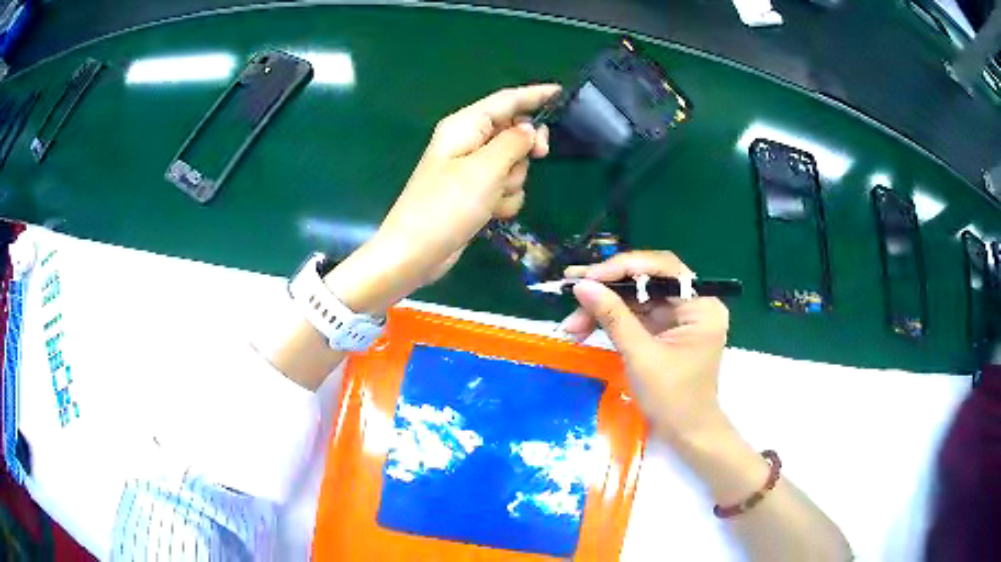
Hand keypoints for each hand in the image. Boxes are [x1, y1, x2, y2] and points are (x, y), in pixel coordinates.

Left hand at [325, 85, 559, 313]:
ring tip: (492, 198)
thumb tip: (531, 130)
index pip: (507, 101)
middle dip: (525, 150)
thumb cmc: (446, 205)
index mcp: (465, 126)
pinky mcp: (475, 194)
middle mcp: (469, 142)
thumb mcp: (485, 169)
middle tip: (539, 156)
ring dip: (512, 182)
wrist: (415, 253)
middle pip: (514, 133)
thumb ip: (514, 143)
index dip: (535, 95)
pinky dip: (504, 200)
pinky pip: (505, 188)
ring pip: (514, 165)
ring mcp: (472, 171)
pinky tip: (490, 214)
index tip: (563, 94)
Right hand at [560, 251, 729, 442]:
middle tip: (572, 289)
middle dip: (607, 289)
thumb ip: (613, 317)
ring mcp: (678, 318)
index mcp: (701, 305)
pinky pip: (635, 316)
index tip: (589, 277)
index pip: (662, 268)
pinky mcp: (665, 331)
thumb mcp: (641, 356)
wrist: (686, 435)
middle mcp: (693, 304)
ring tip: (571, 323)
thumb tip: (581, 285)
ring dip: (603, 308)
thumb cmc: (672, 399)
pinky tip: (584, 328)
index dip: (623, 268)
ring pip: (636, 299)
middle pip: (646, 282)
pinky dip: (611, 321)